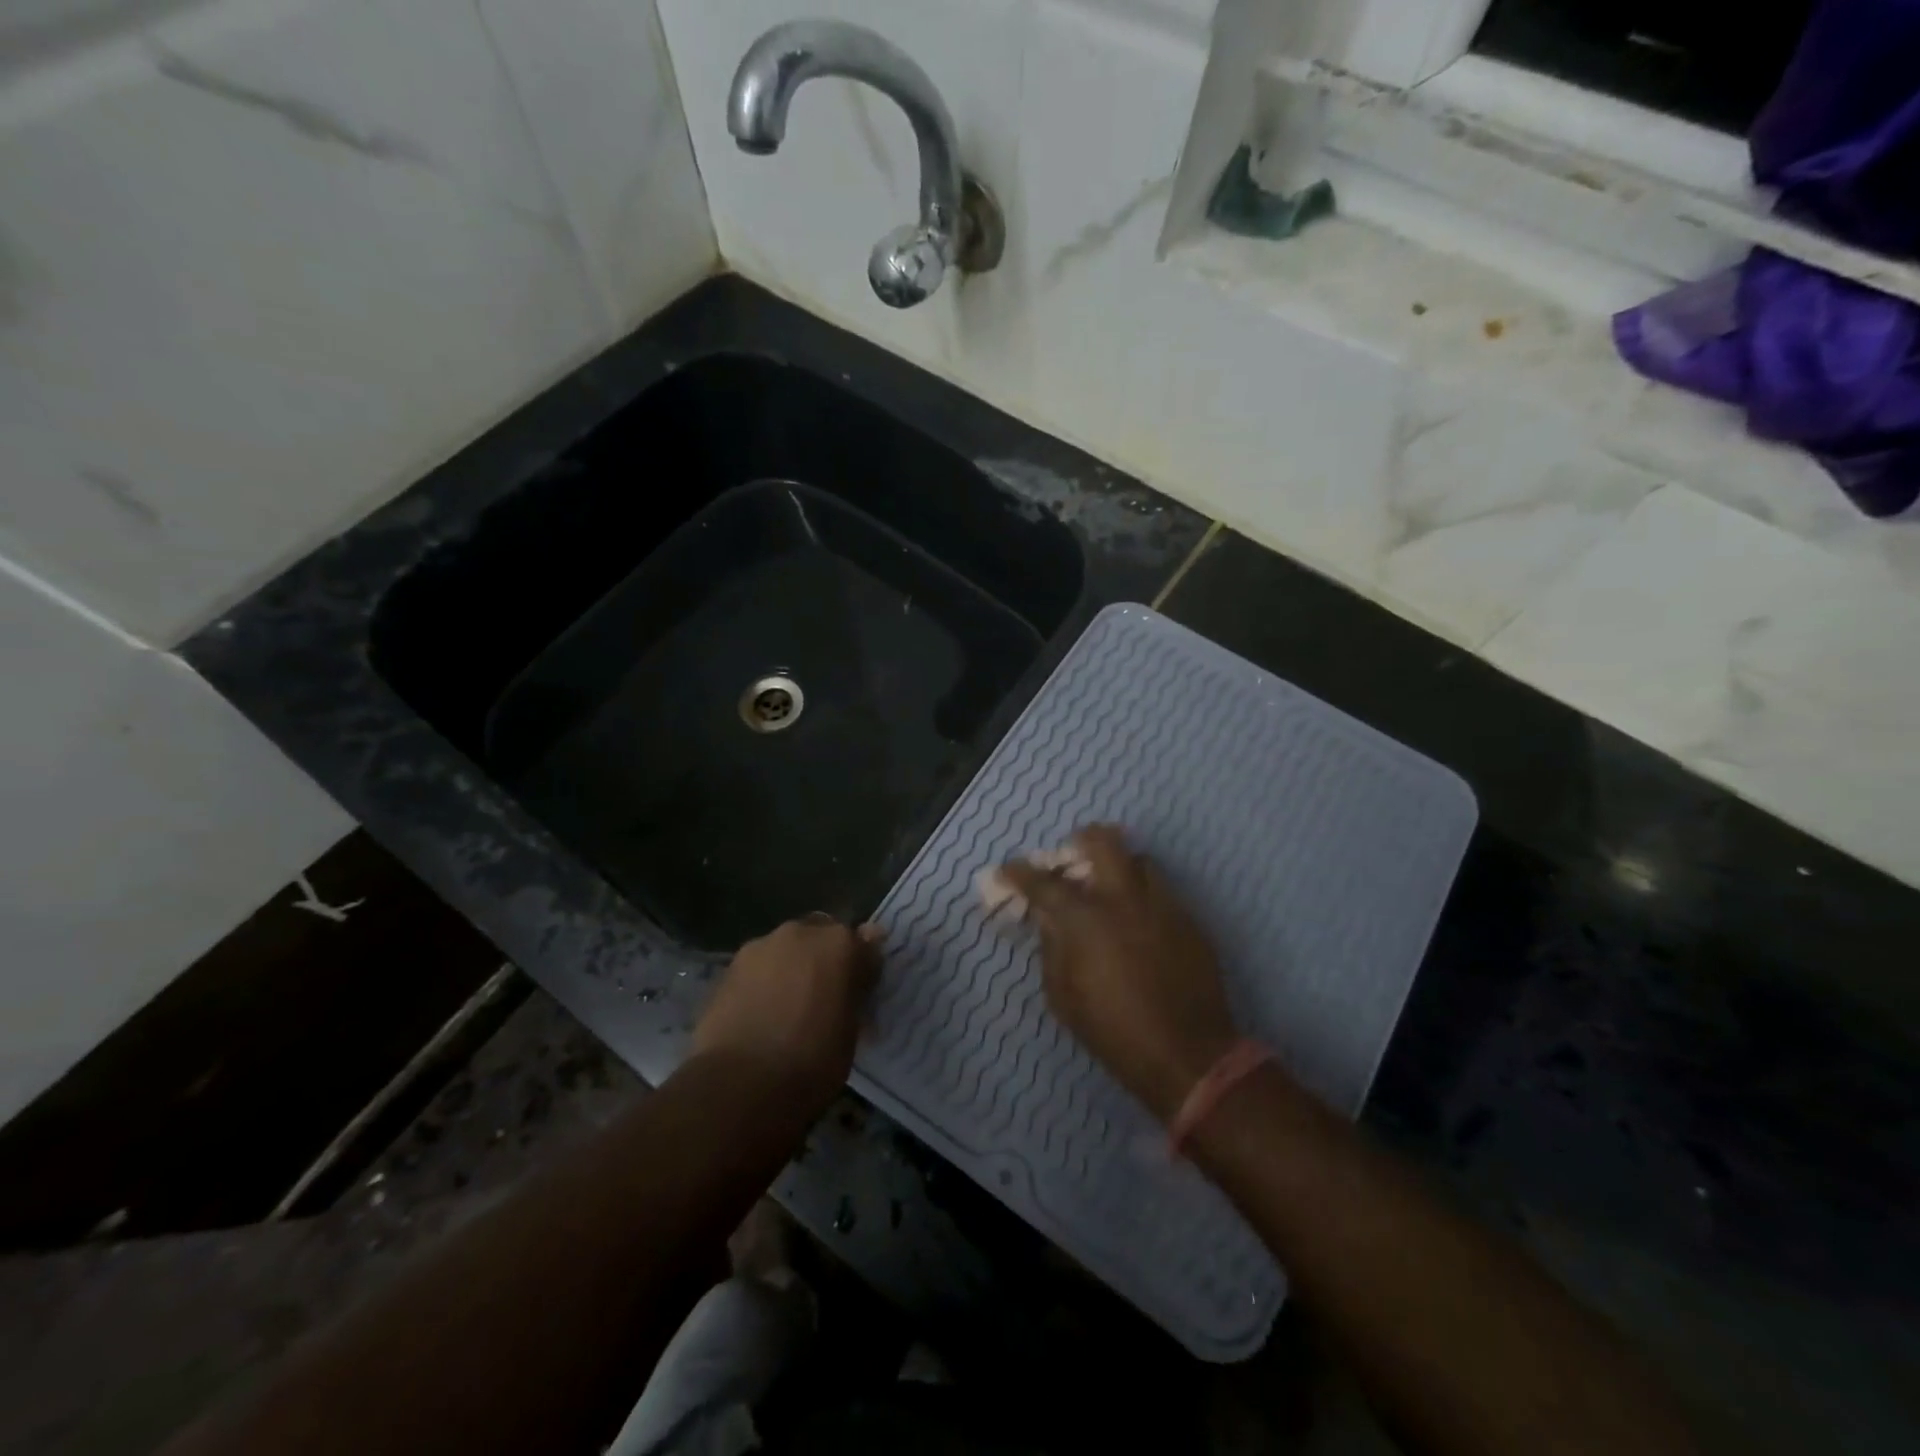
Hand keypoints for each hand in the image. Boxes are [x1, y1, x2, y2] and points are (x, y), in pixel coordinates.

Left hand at [692, 915, 882, 1115]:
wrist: (740, 1084)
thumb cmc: (812, 1061)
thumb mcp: (850, 1030)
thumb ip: (855, 989)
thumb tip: (860, 969)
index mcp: (840, 944)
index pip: (864, 945)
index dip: (862, 969)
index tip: (859, 993)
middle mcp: (801, 933)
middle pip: (820, 937)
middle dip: (823, 959)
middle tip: (822, 996)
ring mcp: (760, 946)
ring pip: (785, 950)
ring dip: (791, 967)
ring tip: (785, 1008)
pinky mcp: (728, 967)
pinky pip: (757, 968)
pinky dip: (763, 982)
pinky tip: (759, 1014)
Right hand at [998, 826, 1238, 1121]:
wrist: (1187, 1055)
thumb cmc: (1113, 1031)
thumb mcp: (1062, 996)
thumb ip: (1052, 948)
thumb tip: (1050, 920)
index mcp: (1085, 919)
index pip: (1043, 882)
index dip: (1019, 872)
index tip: (1008, 870)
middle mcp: (1124, 899)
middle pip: (1103, 841)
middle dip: (1081, 841)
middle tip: (1072, 858)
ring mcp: (1162, 904)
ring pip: (1140, 860)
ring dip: (1119, 866)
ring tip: (1110, 888)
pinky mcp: (1190, 920)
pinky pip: (1162, 890)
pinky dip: (1143, 895)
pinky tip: (1139, 921)